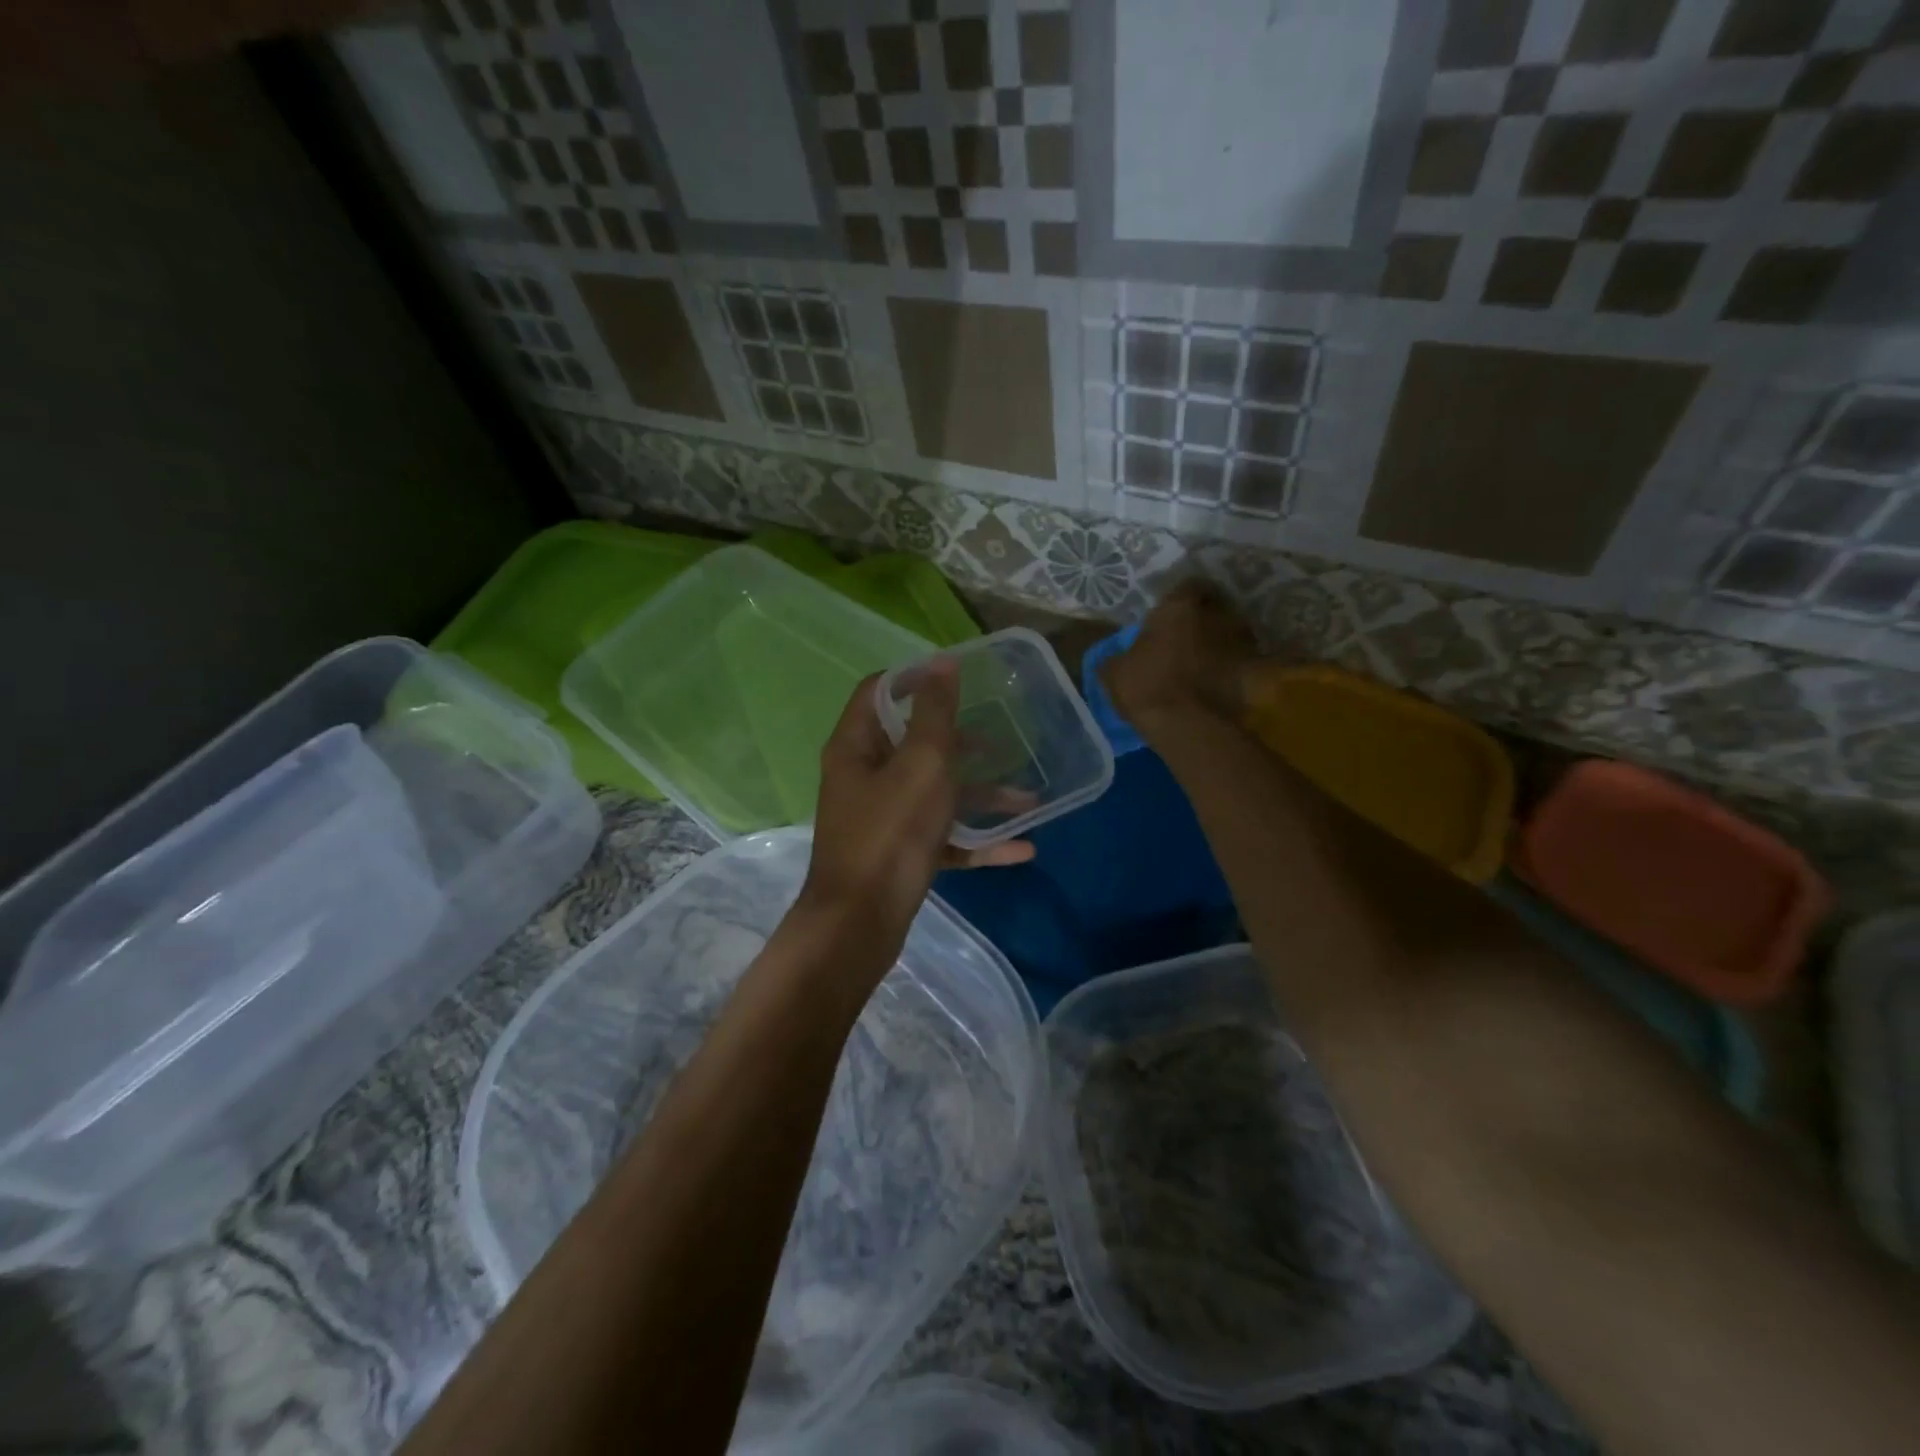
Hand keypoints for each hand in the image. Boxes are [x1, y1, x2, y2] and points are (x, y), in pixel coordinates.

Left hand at [797, 661, 1033, 968]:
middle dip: (962, 742)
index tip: (959, 676)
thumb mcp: (920, 764)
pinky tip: (1021, 848)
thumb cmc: (890, 832)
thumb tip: (942, 661)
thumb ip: (934, 713)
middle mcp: (865, 778)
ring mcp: (882, 819)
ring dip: (981, 795)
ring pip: (936, 794)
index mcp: (857, 747)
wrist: (861, 924)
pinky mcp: (900, 855)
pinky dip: (977, 841)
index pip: (878, 692)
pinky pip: (943, 838)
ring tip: (1030, 798)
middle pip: (915, 744)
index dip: (914, 678)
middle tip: (1003, 738)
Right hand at [1100, 580, 1255, 736]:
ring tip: (1204, 662)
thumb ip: (1118, 657)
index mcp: (1180, 606)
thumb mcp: (1114, 672)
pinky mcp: (1256, 673)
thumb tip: (1116, 660)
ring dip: (1220, 644)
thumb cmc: (1148, 687)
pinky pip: (1242, 664)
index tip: (1171, 614)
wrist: (1190, 726)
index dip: (1180, 599)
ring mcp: (1242, 643)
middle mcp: (1217, 615)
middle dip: (1204, 619)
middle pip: (1215, 608)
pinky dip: (1232, 670)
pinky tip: (1217, 684)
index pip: (1188, 586)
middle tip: (1187, 636)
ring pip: (1231, 635)